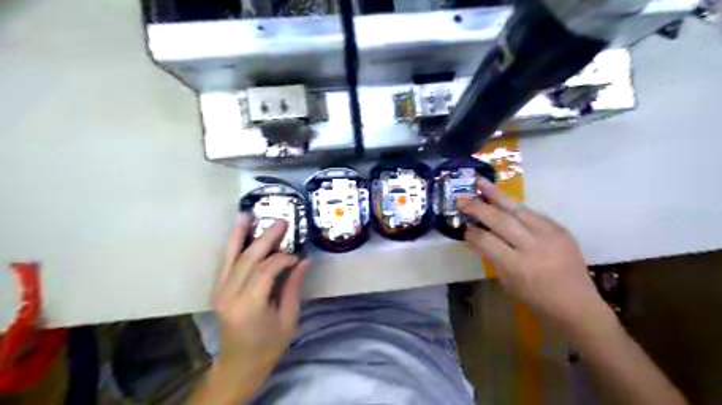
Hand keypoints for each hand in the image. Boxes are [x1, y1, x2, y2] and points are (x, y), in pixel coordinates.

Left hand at [210, 216, 309, 401]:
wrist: (239, 365)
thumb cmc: (268, 346)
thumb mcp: (288, 319)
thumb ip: (293, 287)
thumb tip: (303, 260)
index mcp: (250, 306)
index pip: (266, 270)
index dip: (283, 258)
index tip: (297, 255)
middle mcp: (230, 295)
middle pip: (248, 259)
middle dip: (266, 238)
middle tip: (282, 221)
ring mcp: (220, 291)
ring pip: (232, 256)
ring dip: (241, 234)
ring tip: (248, 215)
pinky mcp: (218, 290)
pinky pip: (225, 262)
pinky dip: (231, 245)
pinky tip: (237, 231)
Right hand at [460, 179, 611, 333]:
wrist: (576, 303)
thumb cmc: (535, 298)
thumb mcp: (507, 281)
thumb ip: (492, 256)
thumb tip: (476, 234)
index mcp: (517, 266)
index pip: (487, 241)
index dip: (473, 232)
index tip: (463, 226)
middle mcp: (533, 247)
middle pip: (501, 221)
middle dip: (479, 208)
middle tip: (462, 199)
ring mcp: (550, 235)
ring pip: (518, 209)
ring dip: (497, 195)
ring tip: (481, 182)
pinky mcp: (561, 229)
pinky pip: (533, 213)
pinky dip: (515, 207)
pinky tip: (504, 201)